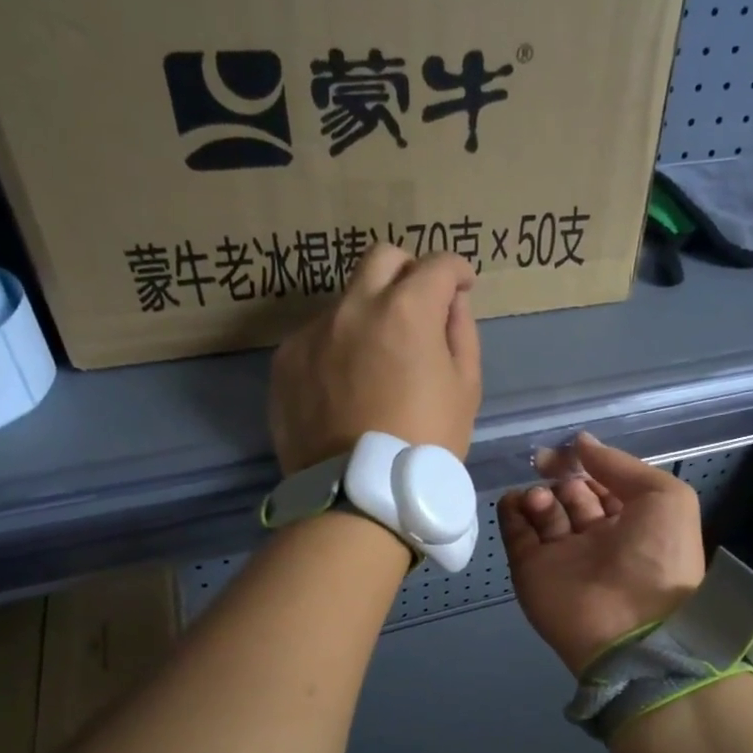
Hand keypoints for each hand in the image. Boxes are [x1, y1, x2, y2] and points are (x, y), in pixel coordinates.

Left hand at [270, 244, 481, 474]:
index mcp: (406, 310)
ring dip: (369, 313)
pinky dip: (338, 347)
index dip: (456, 270)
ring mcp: (314, 331)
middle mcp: (354, 306)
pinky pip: (318, 336)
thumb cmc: (427, 443)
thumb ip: (461, 333)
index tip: (461, 285)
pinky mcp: (286, 360)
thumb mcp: (465, 390)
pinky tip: (347, 385)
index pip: (437, 265)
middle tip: (420, 305)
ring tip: (379, 359)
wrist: (359, 494)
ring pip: (346, 299)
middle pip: (382, 258)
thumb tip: (450, 302)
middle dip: (408, 271)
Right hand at [499, 434, 706, 676]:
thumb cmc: (658, 557)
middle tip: (546, 465)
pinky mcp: (532, 571)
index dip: (588, 466)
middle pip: (571, 496)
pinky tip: (514, 500)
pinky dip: (511, 514)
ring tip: (542, 499)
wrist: (632, 627)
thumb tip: (581, 442)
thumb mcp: (664, 497)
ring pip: (543, 513)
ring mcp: (563, 556)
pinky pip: (517, 536)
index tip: (569, 450)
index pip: (603, 485)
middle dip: (560, 477)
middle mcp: (597, 539)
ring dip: (539, 496)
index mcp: (633, 523)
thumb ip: (620, 465)